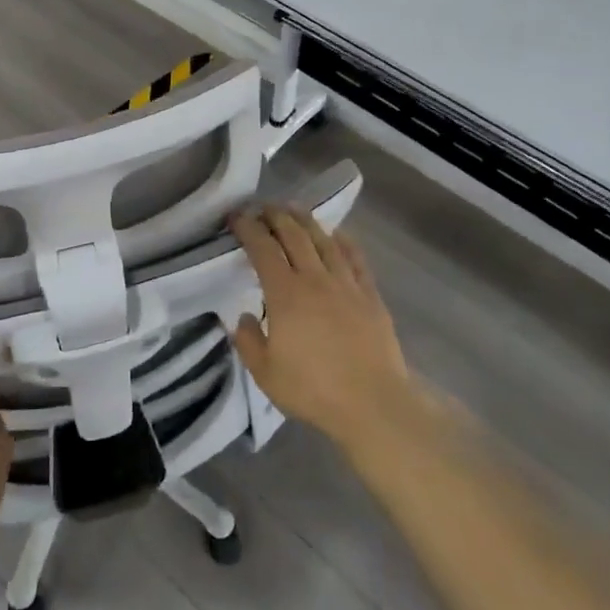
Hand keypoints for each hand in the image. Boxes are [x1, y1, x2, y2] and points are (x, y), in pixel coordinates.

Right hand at [230, 207, 417, 454]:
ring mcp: (346, 284)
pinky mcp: (370, 295)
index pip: (262, 249)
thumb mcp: (265, 373)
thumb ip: (247, 341)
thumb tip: (243, 316)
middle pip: (294, 235)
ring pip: (324, 240)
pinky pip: (355, 258)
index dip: (248, 228)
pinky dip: (343, 241)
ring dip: (306, 220)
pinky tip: (337, 234)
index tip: (236, 216)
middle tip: (262, 206)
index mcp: (285, 294)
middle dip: (275, 215)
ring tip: (294, 209)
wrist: (373, 403)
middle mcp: (315, 279)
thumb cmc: (313, 390)